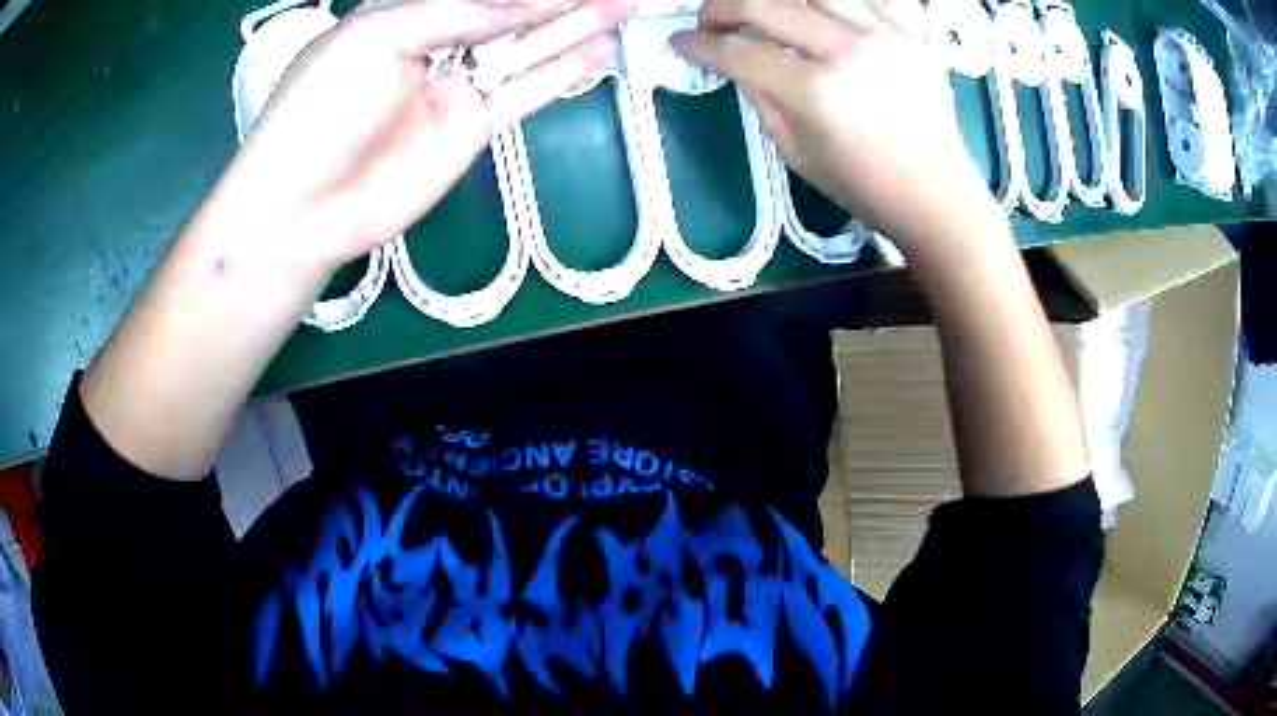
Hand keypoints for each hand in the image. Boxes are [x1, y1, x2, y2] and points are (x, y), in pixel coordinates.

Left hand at [219, 0, 632, 269]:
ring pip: (527, 47)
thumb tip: (526, 2)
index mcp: (404, 13)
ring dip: (575, 25)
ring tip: (624, 6)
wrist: (304, 209)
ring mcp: (457, 87)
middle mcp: (436, 43)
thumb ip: (455, 12)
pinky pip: (525, 92)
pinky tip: (600, 52)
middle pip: (509, 12)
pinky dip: (562, 72)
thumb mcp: (377, 37)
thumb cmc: (322, 109)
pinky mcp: (473, 127)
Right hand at [672, 0, 1000, 250]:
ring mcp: (883, 34)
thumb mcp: (797, 153)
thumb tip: (737, 61)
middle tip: (711, 21)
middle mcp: (847, 50)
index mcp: (816, 92)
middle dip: (721, 7)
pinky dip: (826, 1)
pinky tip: (814, 13)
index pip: (738, 51)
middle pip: (764, 3)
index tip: (681, 42)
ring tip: (762, 12)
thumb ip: (762, 98)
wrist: (938, 195)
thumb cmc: (866, 188)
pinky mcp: (908, 31)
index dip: (699, 44)